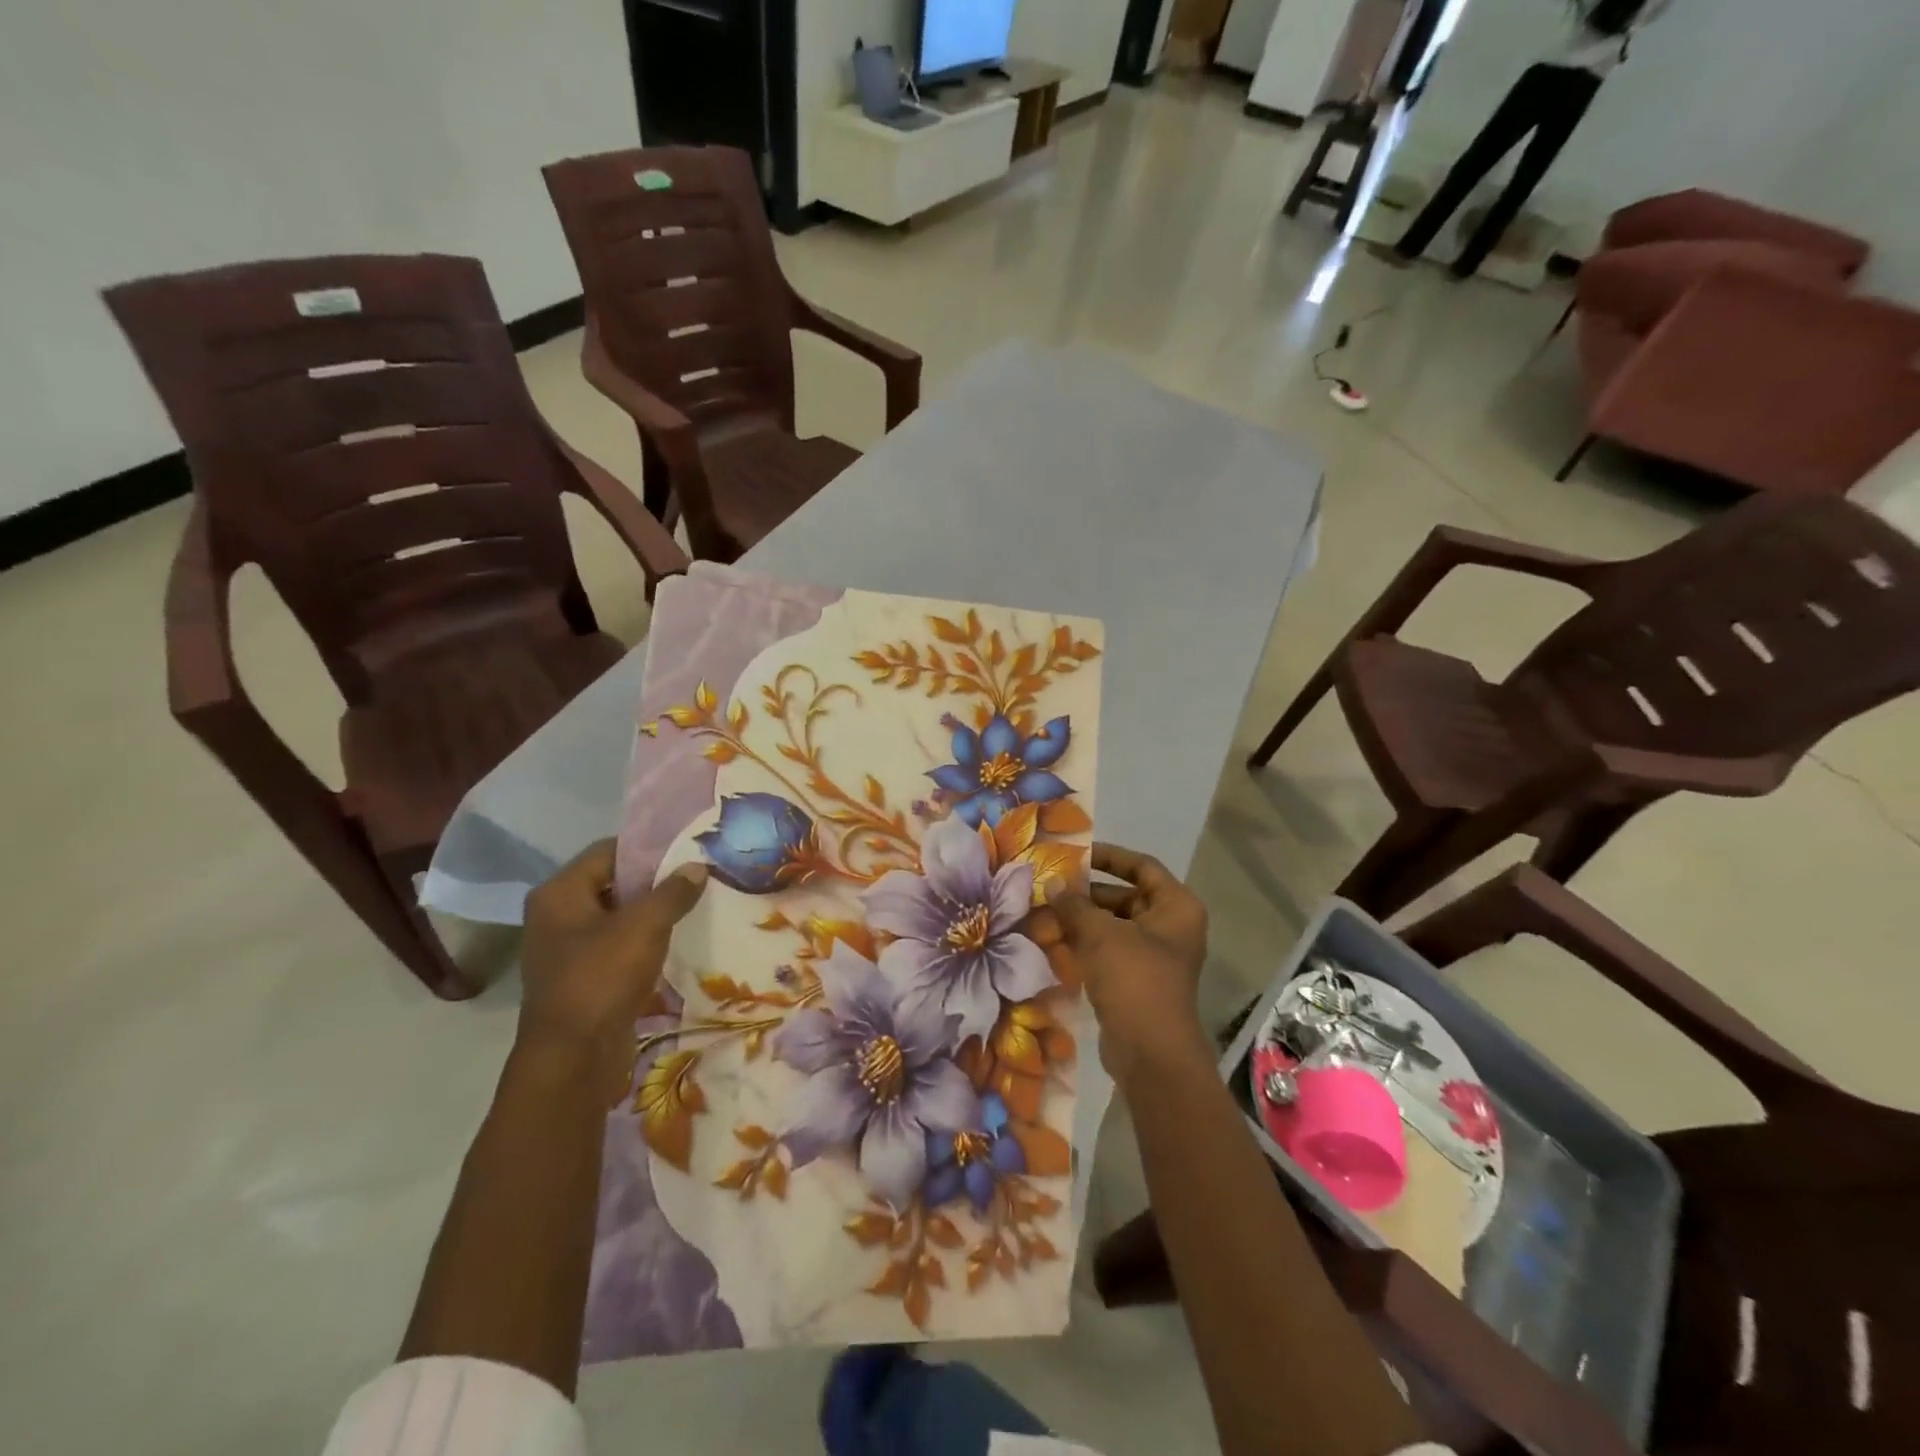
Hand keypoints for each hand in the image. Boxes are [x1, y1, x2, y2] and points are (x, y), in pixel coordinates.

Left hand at [517, 841, 707, 1103]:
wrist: (573, 1058)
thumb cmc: (602, 978)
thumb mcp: (646, 926)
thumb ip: (673, 892)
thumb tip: (696, 867)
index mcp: (559, 893)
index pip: (607, 851)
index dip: (647, 848)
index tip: (685, 851)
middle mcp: (555, 915)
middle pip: (611, 883)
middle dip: (652, 881)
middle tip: (694, 877)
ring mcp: (564, 949)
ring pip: (614, 916)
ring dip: (649, 913)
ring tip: (690, 907)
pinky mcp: (578, 977)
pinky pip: (614, 945)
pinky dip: (640, 941)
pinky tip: (672, 942)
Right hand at [1036, 842, 1210, 1082]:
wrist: (1150, 1053)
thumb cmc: (1134, 979)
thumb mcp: (1100, 934)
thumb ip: (1075, 904)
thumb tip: (1052, 882)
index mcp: (1176, 907)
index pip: (1142, 866)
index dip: (1109, 856)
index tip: (1076, 855)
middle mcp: (1171, 927)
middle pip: (1126, 896)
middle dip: (1087, 893)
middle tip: (1050, 888)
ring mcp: (1155, 956)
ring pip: (1114, 926)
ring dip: (1082, 920)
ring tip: (1044, 913)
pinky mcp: (1138, 981)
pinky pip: (1110, 951)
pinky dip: (1086, 945)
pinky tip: (1054, 941)